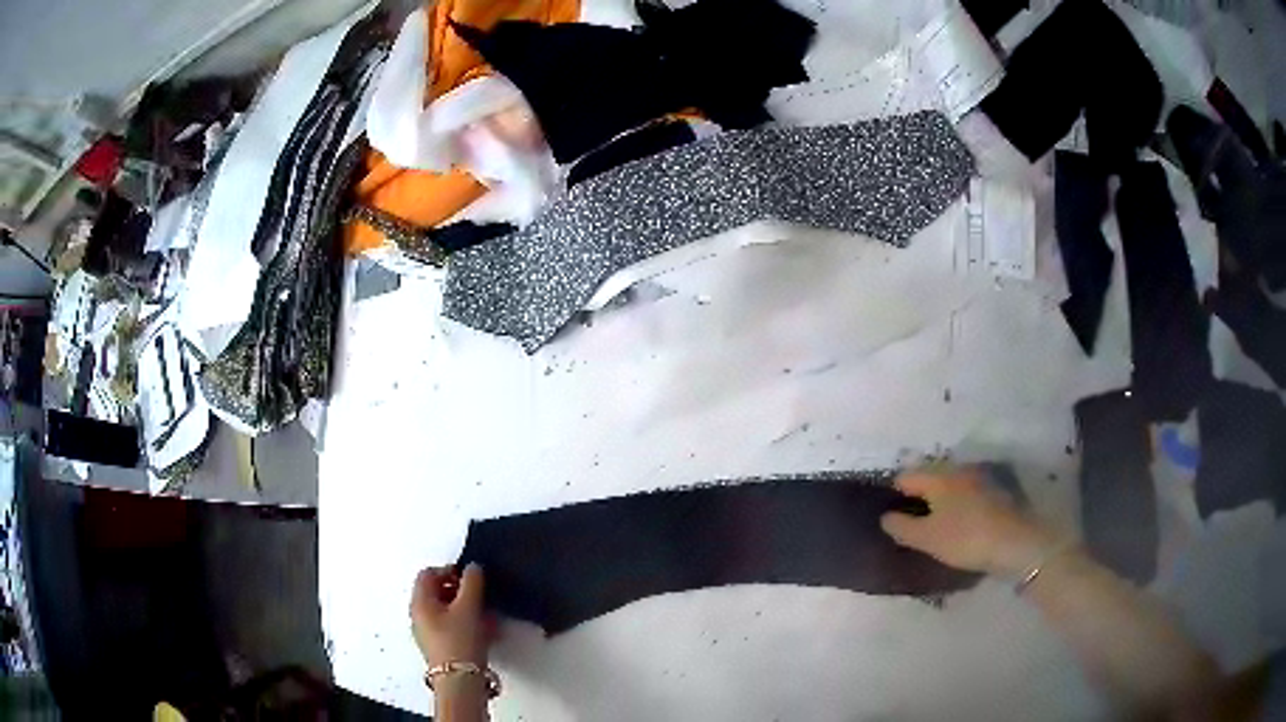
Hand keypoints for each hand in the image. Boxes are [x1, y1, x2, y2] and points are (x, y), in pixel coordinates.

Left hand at [410, 564, 490, 667]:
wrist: (460, 680)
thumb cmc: (460, 640)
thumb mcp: (469, 606)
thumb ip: (472, 582)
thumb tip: (473, 568)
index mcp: (420, 602)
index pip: (428, 574)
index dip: (449, 571)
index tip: (470, 578)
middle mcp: (419, 616)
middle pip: (437, 592)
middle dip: (460, 591)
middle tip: (479, 596)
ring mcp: (429, 633)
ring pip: (446, 611)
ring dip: (466, 608)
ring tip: (486, 616)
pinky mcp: (441, 647)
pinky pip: (452, 627)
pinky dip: (466, 624)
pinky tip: (485, 632)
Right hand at [880, 467, 1058, 575]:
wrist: (1016, 542)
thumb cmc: (965, 538)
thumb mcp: (927, 539)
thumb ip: (902, 527)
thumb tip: (885, 517)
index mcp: (939, 477)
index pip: (907, 476)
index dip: (894, 492)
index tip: (888, 512)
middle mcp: (958, 469)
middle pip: (930, 477)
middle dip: (919, 495)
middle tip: (910, 519)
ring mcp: (980, 478)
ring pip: (951, 484)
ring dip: (941, 499)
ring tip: (934, 523)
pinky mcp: (995, 491)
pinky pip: (967, 493)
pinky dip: (958, 504)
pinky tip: (959, 523)